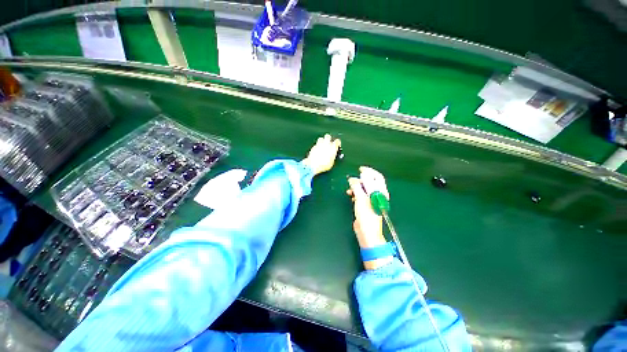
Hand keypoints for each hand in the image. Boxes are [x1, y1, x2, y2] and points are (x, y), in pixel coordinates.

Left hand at [302, 134, 341, 175]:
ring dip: (322, 141)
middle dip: (329, 139)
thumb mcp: (331, 163)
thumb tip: (333, 155)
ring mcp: (319, 144)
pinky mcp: (313, 147)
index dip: (338, 143)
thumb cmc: (324, 165)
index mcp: (333, 147)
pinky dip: (317, 146)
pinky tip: (317, 150)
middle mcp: (326, 144)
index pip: (337, 141)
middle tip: (329, 143)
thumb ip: (333, 157)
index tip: (337, 145)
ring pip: (321, 138)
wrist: (313, 165)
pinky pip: (316, 144)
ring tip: (323, 146)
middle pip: (328, 136)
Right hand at [347, 167, 391, 269]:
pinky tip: (350, 195)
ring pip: (364, 188)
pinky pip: (360, 195)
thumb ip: (357, 186)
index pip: (377, 177)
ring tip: (349, 189)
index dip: (369, 171)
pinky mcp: (365, 205)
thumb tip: (353, 179)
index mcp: (380, 191)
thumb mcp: (361, 198)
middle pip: (370, 182)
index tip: (360, 169)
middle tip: (352, 179)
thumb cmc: (366, 214)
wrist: (366, 231)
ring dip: (356, 187)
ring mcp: (371, 200)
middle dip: (360, 179)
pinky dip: (355, 193)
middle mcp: (377, 194)